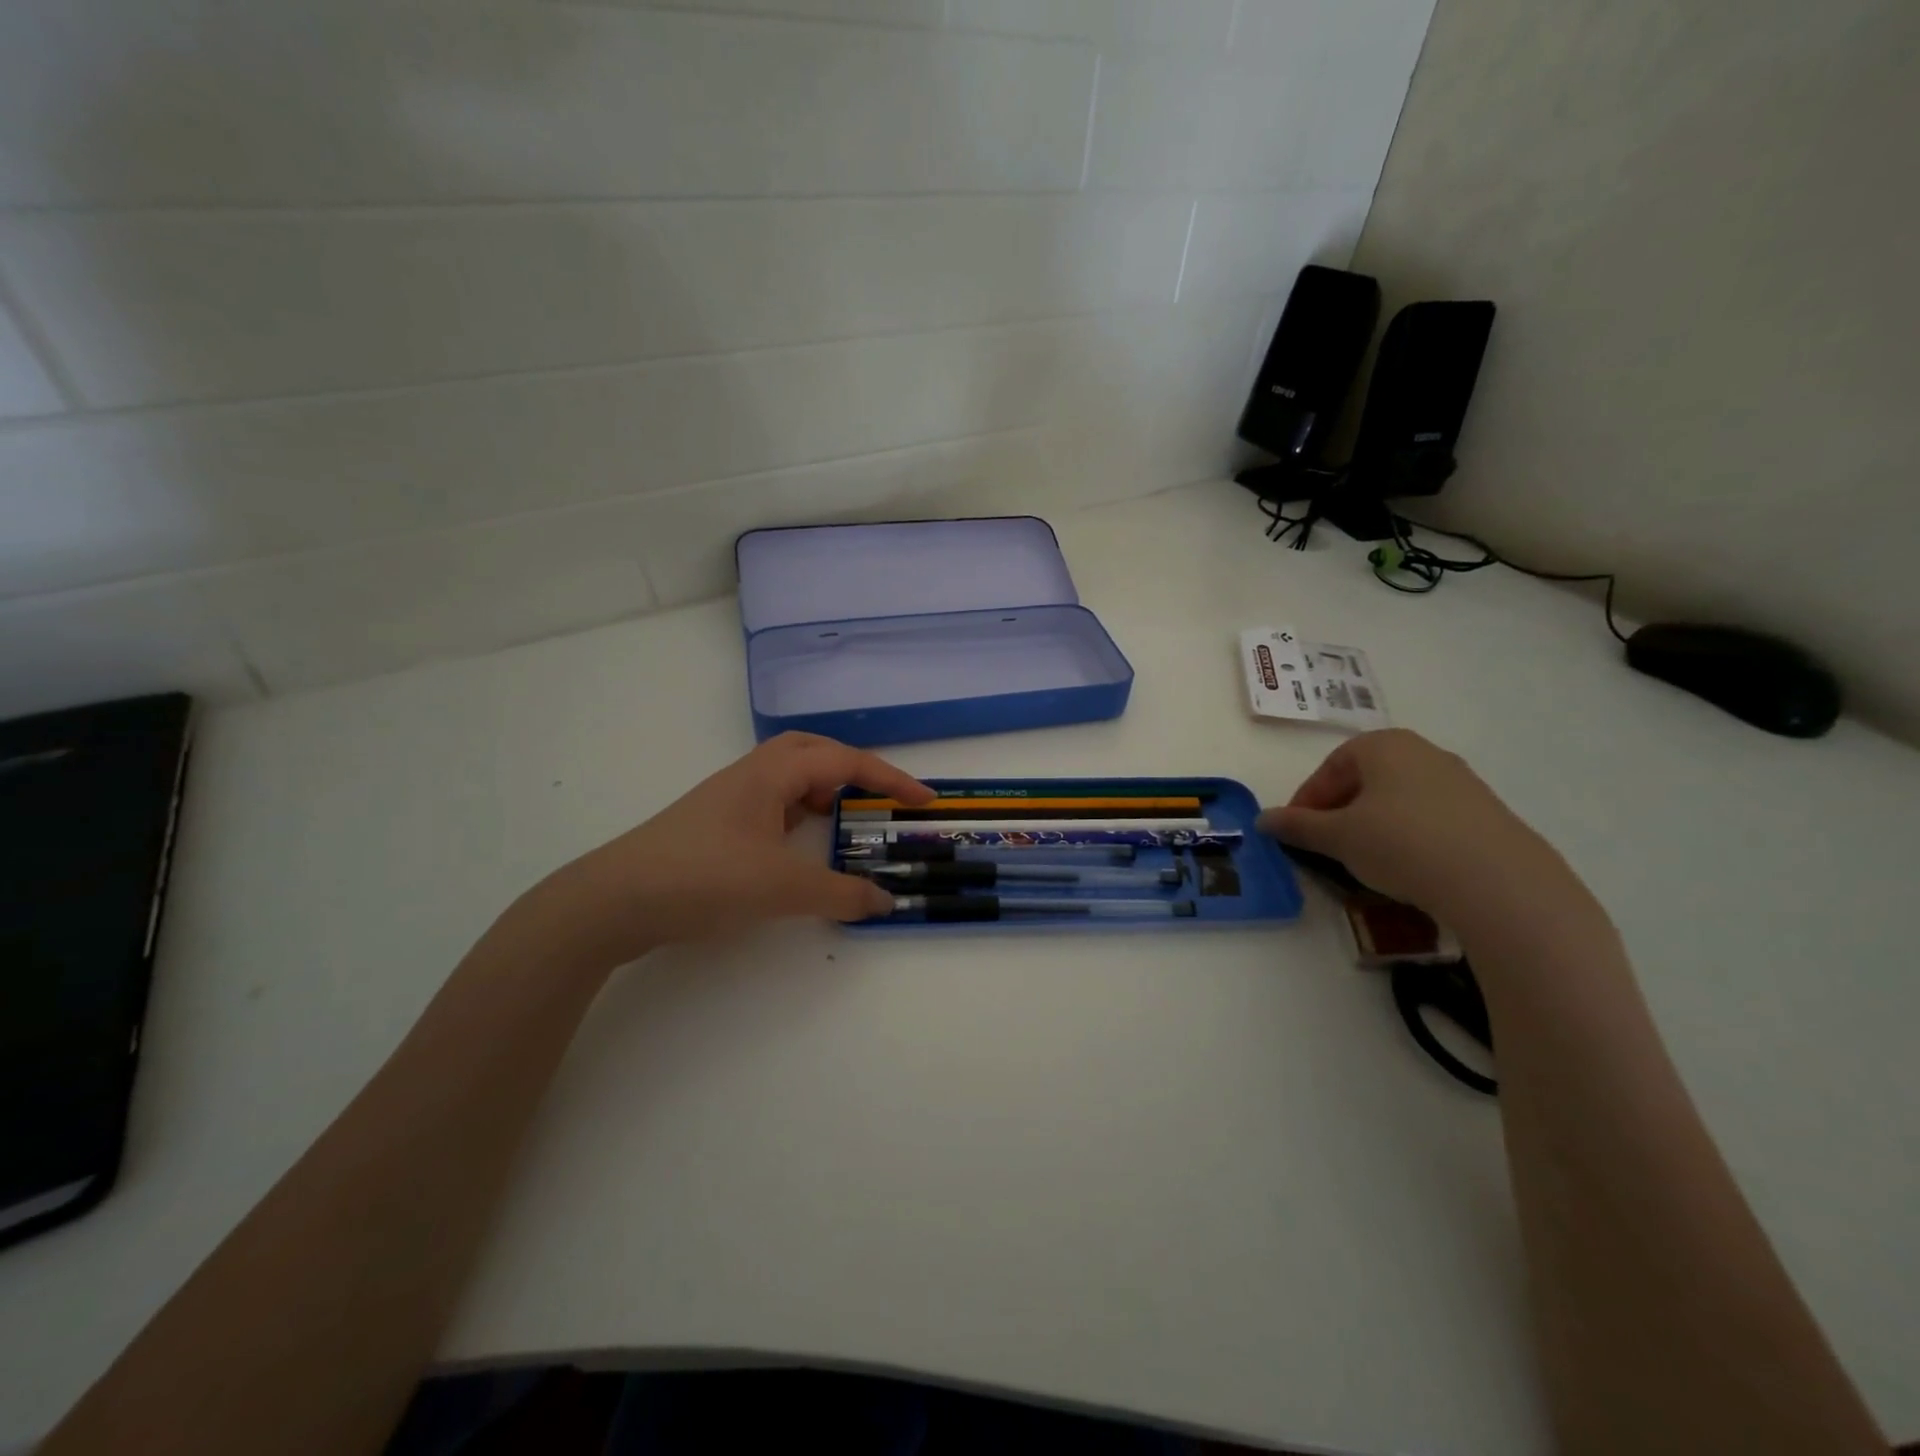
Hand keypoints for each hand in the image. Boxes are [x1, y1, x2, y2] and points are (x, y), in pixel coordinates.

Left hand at [500, 733, 933, 972]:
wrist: (615, 900)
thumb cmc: (705, 878)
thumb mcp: (782, 888)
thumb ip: (840, 894)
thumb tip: (886, 901)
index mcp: (772, 774)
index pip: (845, 762)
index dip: (891, 779)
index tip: (925, 800)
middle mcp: (751, 775)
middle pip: (814, 751)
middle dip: (853, 769)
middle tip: (878, 798)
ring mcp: (729, 798)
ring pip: (788, 776)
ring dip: (822, 789)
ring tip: (840, 822)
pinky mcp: (714, 823)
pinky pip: (770, 802)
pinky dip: (797, 814)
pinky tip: (796, 846)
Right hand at [1257, 728, 1583, 928]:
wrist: (1498, 881)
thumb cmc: (1401, 843)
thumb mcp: (1337, 837)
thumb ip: (1297, 826)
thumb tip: (1263, 820)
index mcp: (1383, 745)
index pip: (1331, 767)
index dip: (1307, 800)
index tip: (1296, 831)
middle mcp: (1423, 752)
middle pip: (1366, 779)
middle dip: (1340, 810)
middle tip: (1326, 844)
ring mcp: (1461, 781)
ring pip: (1398, 799)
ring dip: (1373, 825)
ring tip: (1364, 860)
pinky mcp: (1486, 813)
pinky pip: (1431, 818)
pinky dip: (1408, 837)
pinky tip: (1407, 868)